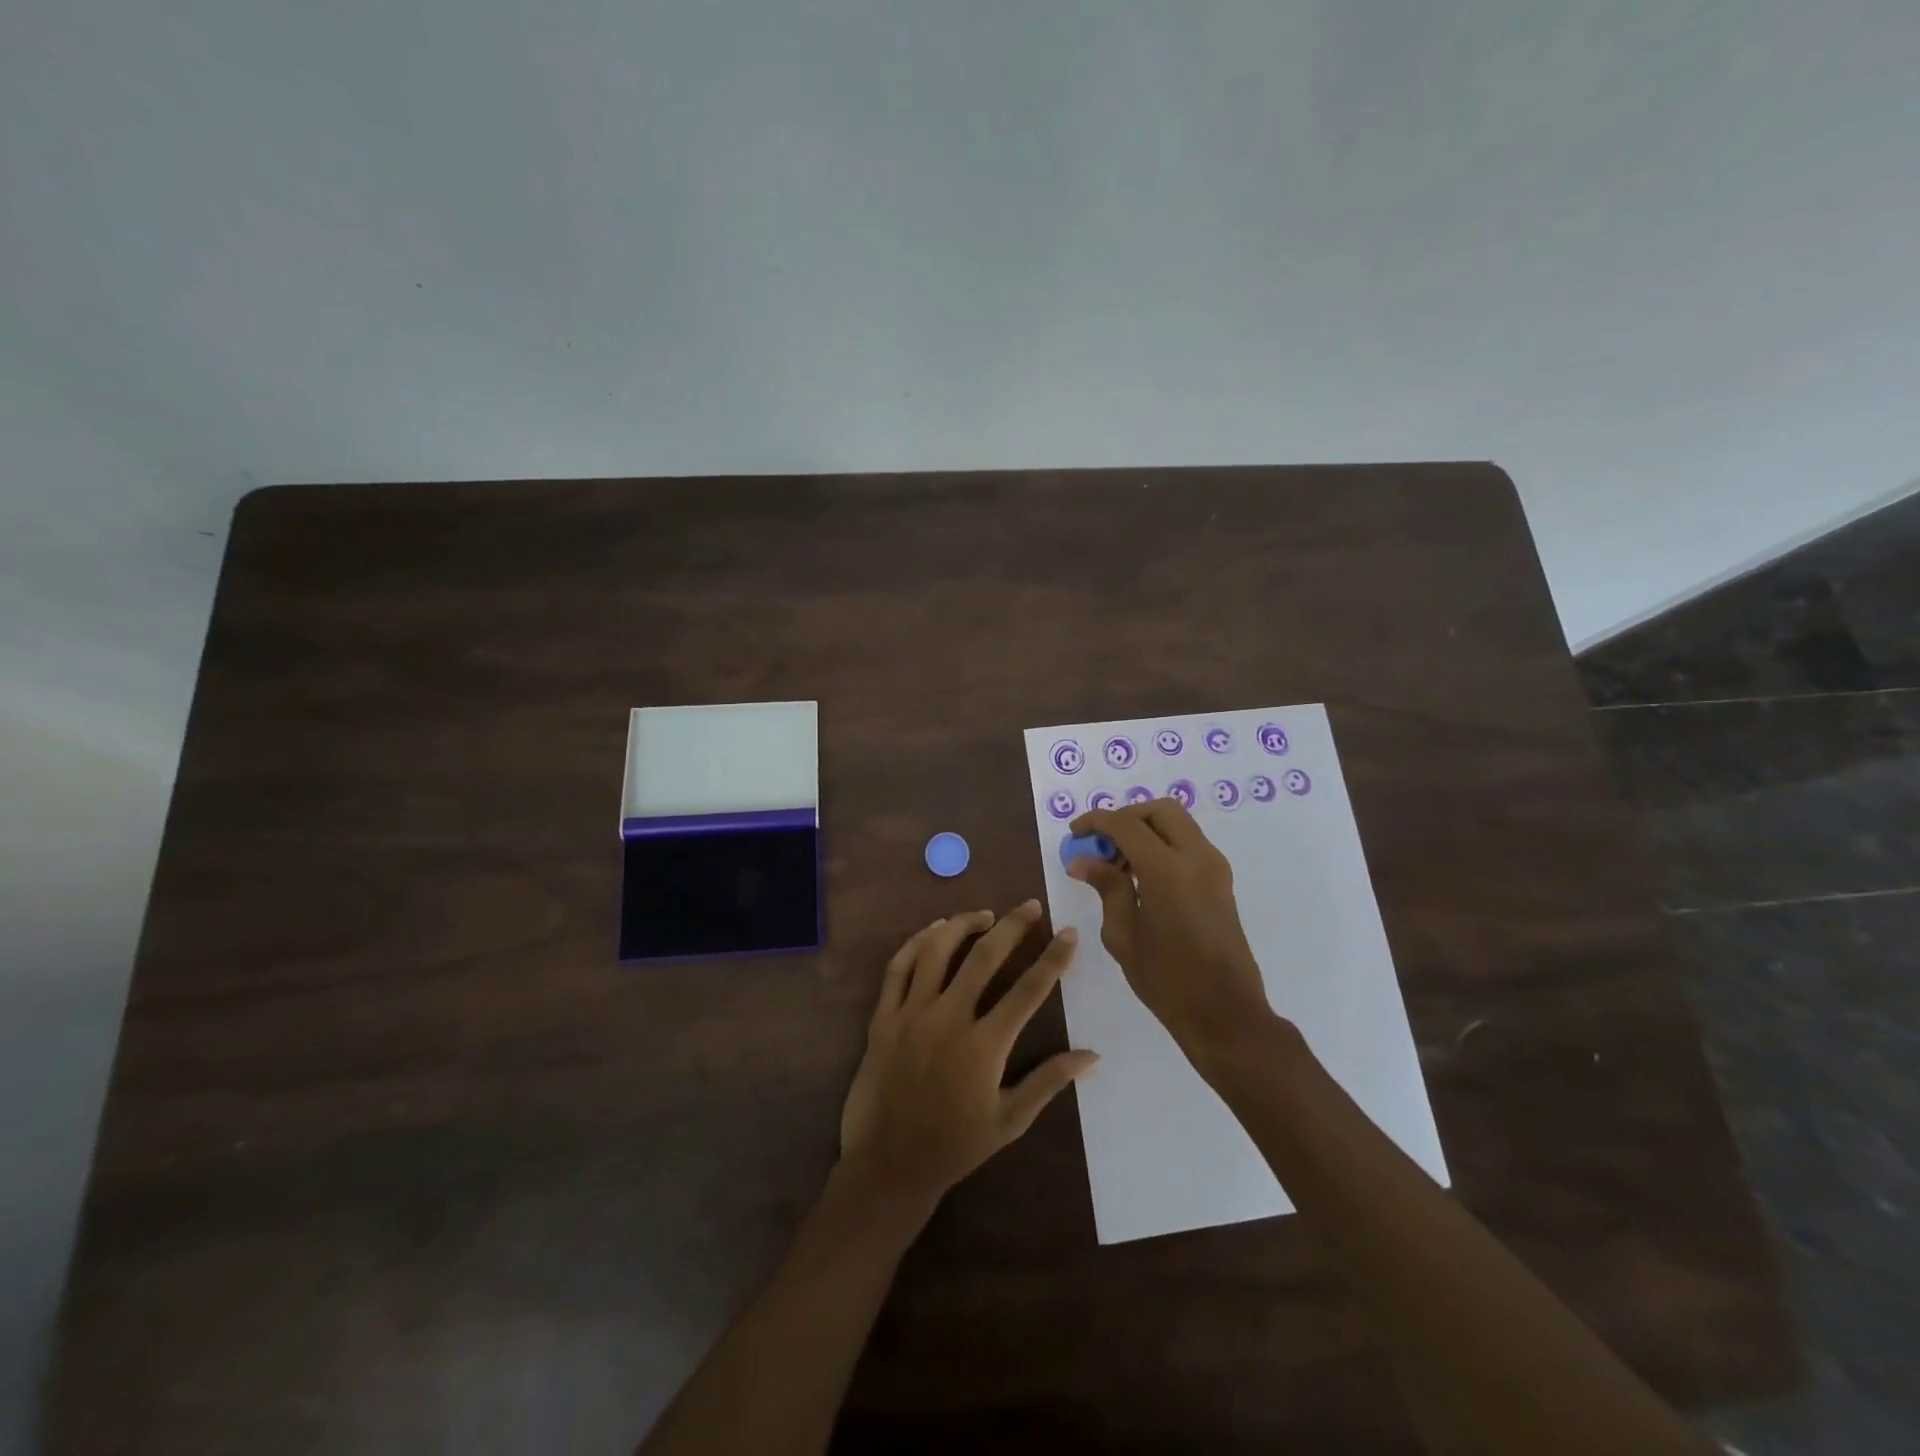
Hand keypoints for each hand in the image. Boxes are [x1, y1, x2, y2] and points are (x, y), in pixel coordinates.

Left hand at [839, 901, 1098, 1208]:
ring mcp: (911, 1014)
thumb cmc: (954, 1146)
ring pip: (936, 951)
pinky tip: (933, 930)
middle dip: (1012, 926)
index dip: (1052, 958)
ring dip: (963, 925)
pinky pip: (898, 968)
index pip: (1028, 990)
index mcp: (984, 1045)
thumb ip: (1049, 1081)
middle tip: (1031, 906)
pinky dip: (916, 942)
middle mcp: (948, 1019)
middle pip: (984, 957)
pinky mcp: (883, 1017)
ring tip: (984, 915)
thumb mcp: (1010, 1121)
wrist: (888, 1165)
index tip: (1068, 933)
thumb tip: (1092, 1055)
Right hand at [1068, 800, 1273, 1057]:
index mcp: (1168, 869)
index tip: (1075, 833)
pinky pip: (1188, 844)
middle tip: (1101, 844)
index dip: (1096, 822)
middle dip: (1126, 817)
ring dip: (1146, 830)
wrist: (1225, 1013)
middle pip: (1159, 810)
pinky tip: (1141, 877)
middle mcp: (1197, 857)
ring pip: (1177, 824)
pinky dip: (1163, 845)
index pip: (1126, 824)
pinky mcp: (1221, 882)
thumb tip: (1083, 861)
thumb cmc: (1167, 979)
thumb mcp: (1124, 934)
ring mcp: (1215, 867)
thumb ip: (1107, 887)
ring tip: (1117, 865)